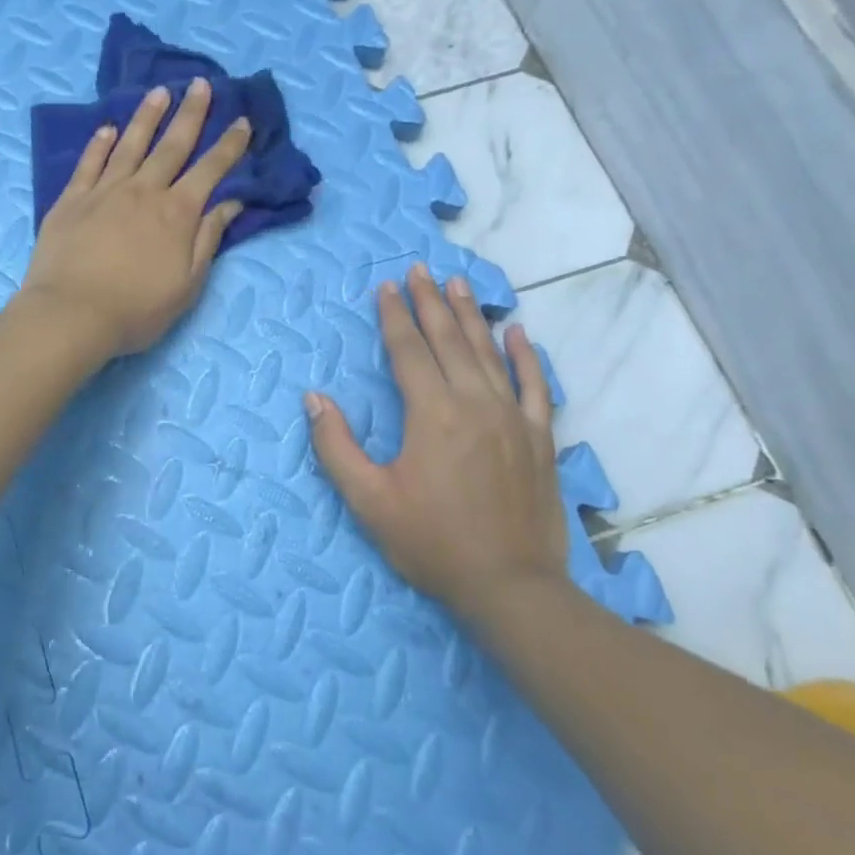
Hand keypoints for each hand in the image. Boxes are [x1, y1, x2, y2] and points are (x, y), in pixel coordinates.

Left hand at [18, 77, 249, 360]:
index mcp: (177, 213)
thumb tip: (230, 203)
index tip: (242, 122)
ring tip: (160, 92)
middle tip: (202, 84)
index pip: (210, 171)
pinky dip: (100, 144)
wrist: (72, 314)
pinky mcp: (71, 200)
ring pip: (131, 145)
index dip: (229, 146)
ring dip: (147, 117)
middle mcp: (143, 191)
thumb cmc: (136, 309)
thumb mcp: (187, 284)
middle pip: (172, 145)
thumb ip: (208, 239)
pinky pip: (89, 163)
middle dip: (191, 114)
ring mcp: (104, 191)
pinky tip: (108, 129)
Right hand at [306, 265, 569, 620]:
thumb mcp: (368, 500)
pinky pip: (536, 384)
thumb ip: (336, 446)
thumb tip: (314, 398)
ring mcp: (513, 417)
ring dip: (470, 316)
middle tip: (420, 270)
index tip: (386, 287)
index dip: (394, 316)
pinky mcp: (540, 437)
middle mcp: (475, 403)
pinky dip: (526, 355)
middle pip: (449, 341)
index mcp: (432, 414)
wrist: (509, 584)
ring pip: (490, 353)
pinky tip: (518, 331)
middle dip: (430, 302)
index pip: (409, 351)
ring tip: (458, 284)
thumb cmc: (431, 542)